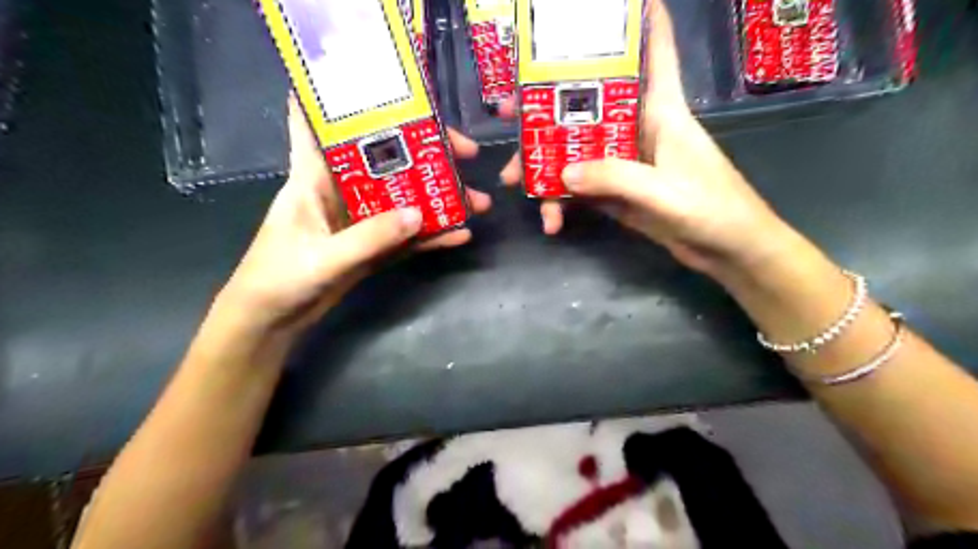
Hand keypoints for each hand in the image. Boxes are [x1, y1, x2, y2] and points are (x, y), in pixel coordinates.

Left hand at [217, 98, 493, 333]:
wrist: (273, 322)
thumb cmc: (279, 279)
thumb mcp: (324, 256)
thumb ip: (370, 237)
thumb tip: (419, 214)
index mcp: (313, 177)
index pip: (320, 123)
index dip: (341, 98)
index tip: (382, 83)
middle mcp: (340, 191)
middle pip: (386, 161)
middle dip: (424, 153)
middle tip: (465, 153)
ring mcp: (360, 221)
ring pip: (404, 200)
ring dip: (438, 200)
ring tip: (477, 200)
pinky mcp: (371, 247)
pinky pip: (406, 236)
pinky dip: (431, 236)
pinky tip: (459, 235)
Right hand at [500, 0, 789, 274]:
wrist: (727, 251)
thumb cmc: (712, 209)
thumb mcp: (663, 191)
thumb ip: (614, 178)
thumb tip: (562, 173)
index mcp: (662, 111)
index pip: (655, 53)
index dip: (641, 22)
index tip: (612, 3)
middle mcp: (639, 129)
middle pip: (590, 106)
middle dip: (548, 107)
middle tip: (508, 113)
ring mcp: (625, 163)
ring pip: (578, 150)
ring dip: (545, 163)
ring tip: (513, 179)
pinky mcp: (619, 191)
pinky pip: (582, 187)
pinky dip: (563, 200)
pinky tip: (551, 220)